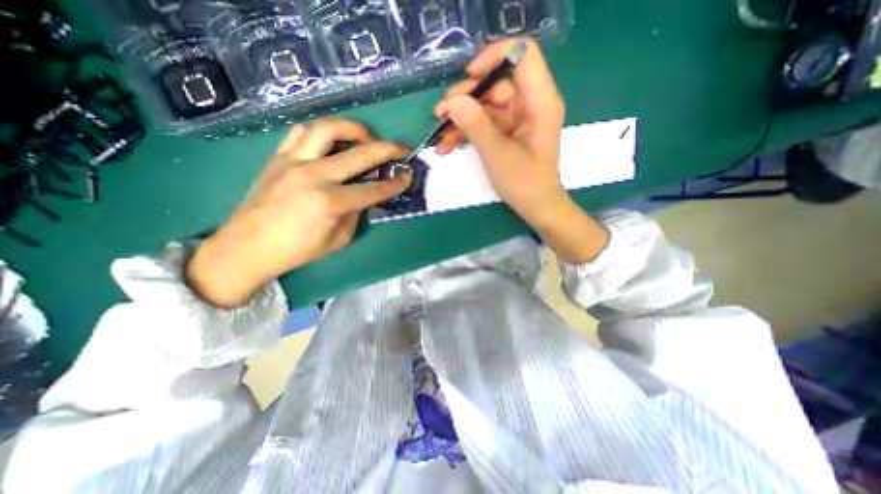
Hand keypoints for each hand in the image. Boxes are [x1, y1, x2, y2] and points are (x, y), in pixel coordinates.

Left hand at [185, 117, 412, 305]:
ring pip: (327, 129)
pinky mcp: (278, 157)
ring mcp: (293, 162)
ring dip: (353, 129)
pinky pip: (301, 133)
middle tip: (401, 149)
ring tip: (365, 137)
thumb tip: (363, 196)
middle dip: (388, 149)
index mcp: (330, 202)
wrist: (247, 247)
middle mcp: (314, 175)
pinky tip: (330, 143)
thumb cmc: (297, 251)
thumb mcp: (338, 241)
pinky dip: (321, 133)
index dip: (396, 183)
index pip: (373, 189)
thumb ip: (355, 215)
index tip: (409, 176)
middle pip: (360, 153)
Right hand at [435, 40, 614, 263]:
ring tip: (439, 133)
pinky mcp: (506, 132)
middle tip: (441, 113)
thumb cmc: (524, 183)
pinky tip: (447, 145)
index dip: (493, 58)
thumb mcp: (497, 154)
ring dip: (460, 118)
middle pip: (495, 83)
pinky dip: (466, 132)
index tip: (469, 77)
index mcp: (539, 101)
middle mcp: (529, 104)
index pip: (522, 55)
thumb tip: (452, 100)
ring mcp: (516, 119)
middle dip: (466, 97)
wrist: (535, 206)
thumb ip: (475, 124)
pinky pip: (483, 123)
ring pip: (485, 105)